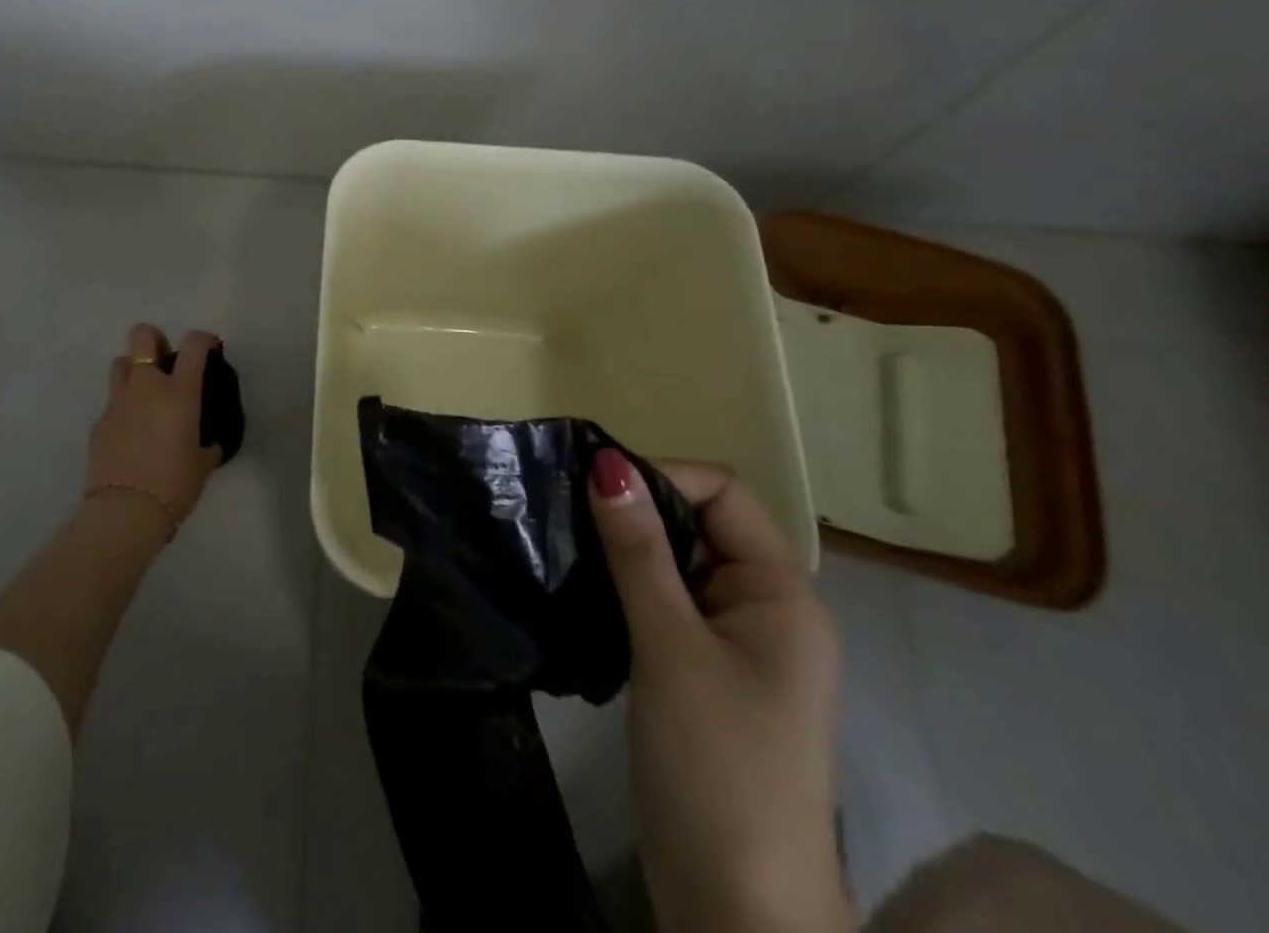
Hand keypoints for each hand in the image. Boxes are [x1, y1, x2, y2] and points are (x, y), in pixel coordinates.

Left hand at [86, 323, 224, 531]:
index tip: (210, 348)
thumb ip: (207, 443)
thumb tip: (209, 442)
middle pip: (142, 336)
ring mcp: (118, 403)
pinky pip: (112, 404)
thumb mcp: (203, 462)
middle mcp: (147, 387)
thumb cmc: (175, 485)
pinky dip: (123, 410)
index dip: (204, 339)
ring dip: (134, 371)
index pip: (194, 344)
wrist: (126, 512)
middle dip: (154, 340)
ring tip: (145, 395)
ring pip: (120, 363)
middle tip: (165, 361)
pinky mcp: (98, 423)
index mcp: (179, 392)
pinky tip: (131, 434)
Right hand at [589, 451, 848, 932]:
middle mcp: (765, 607)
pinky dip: (626, 586)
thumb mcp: (669, 646)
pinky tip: (584, 590)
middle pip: (699, 522)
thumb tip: (607, 462)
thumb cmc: (716, 766)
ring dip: (626, 550)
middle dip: (637, 512)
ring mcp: (735, 643)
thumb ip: (638, 550)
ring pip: (676, 562)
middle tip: (569, 516)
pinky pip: (665, 601)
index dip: (661, 478)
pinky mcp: (704, 671)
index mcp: (782, 593)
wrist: (738, 911)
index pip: (722, 493)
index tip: (594, 490)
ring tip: (567, 546)